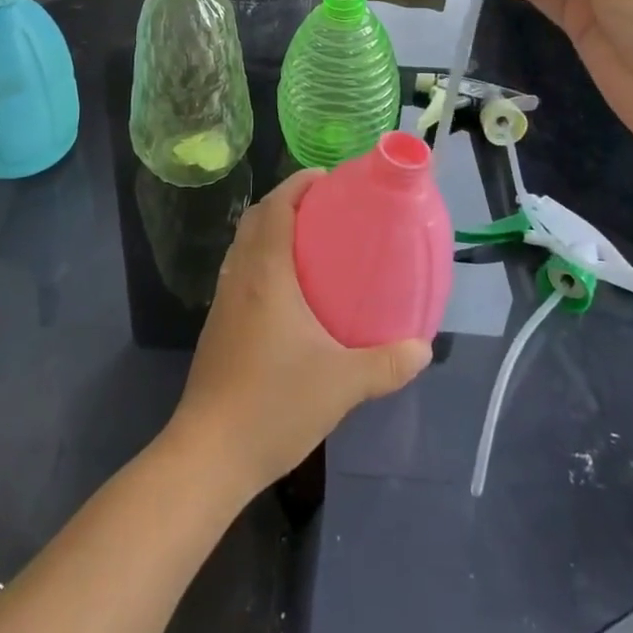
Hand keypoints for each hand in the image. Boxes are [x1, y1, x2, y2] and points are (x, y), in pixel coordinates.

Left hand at [166, 170, 430, 495]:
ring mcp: (223, 303)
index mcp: (265, 274)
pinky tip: (287, 296)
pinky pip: (240, 275)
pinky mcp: (217, 328)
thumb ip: (386, 363)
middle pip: (255, 221)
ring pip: (244, 248)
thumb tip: (423, 348)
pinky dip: (262, 263)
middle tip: (323, 210)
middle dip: (285, 204)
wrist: (210, 453)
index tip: (324, 178)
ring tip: (309, 245)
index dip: (296, 185)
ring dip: (270, 233)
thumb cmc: (275, 403)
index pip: (275, 208)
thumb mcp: (342, 384)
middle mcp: (239, 278)